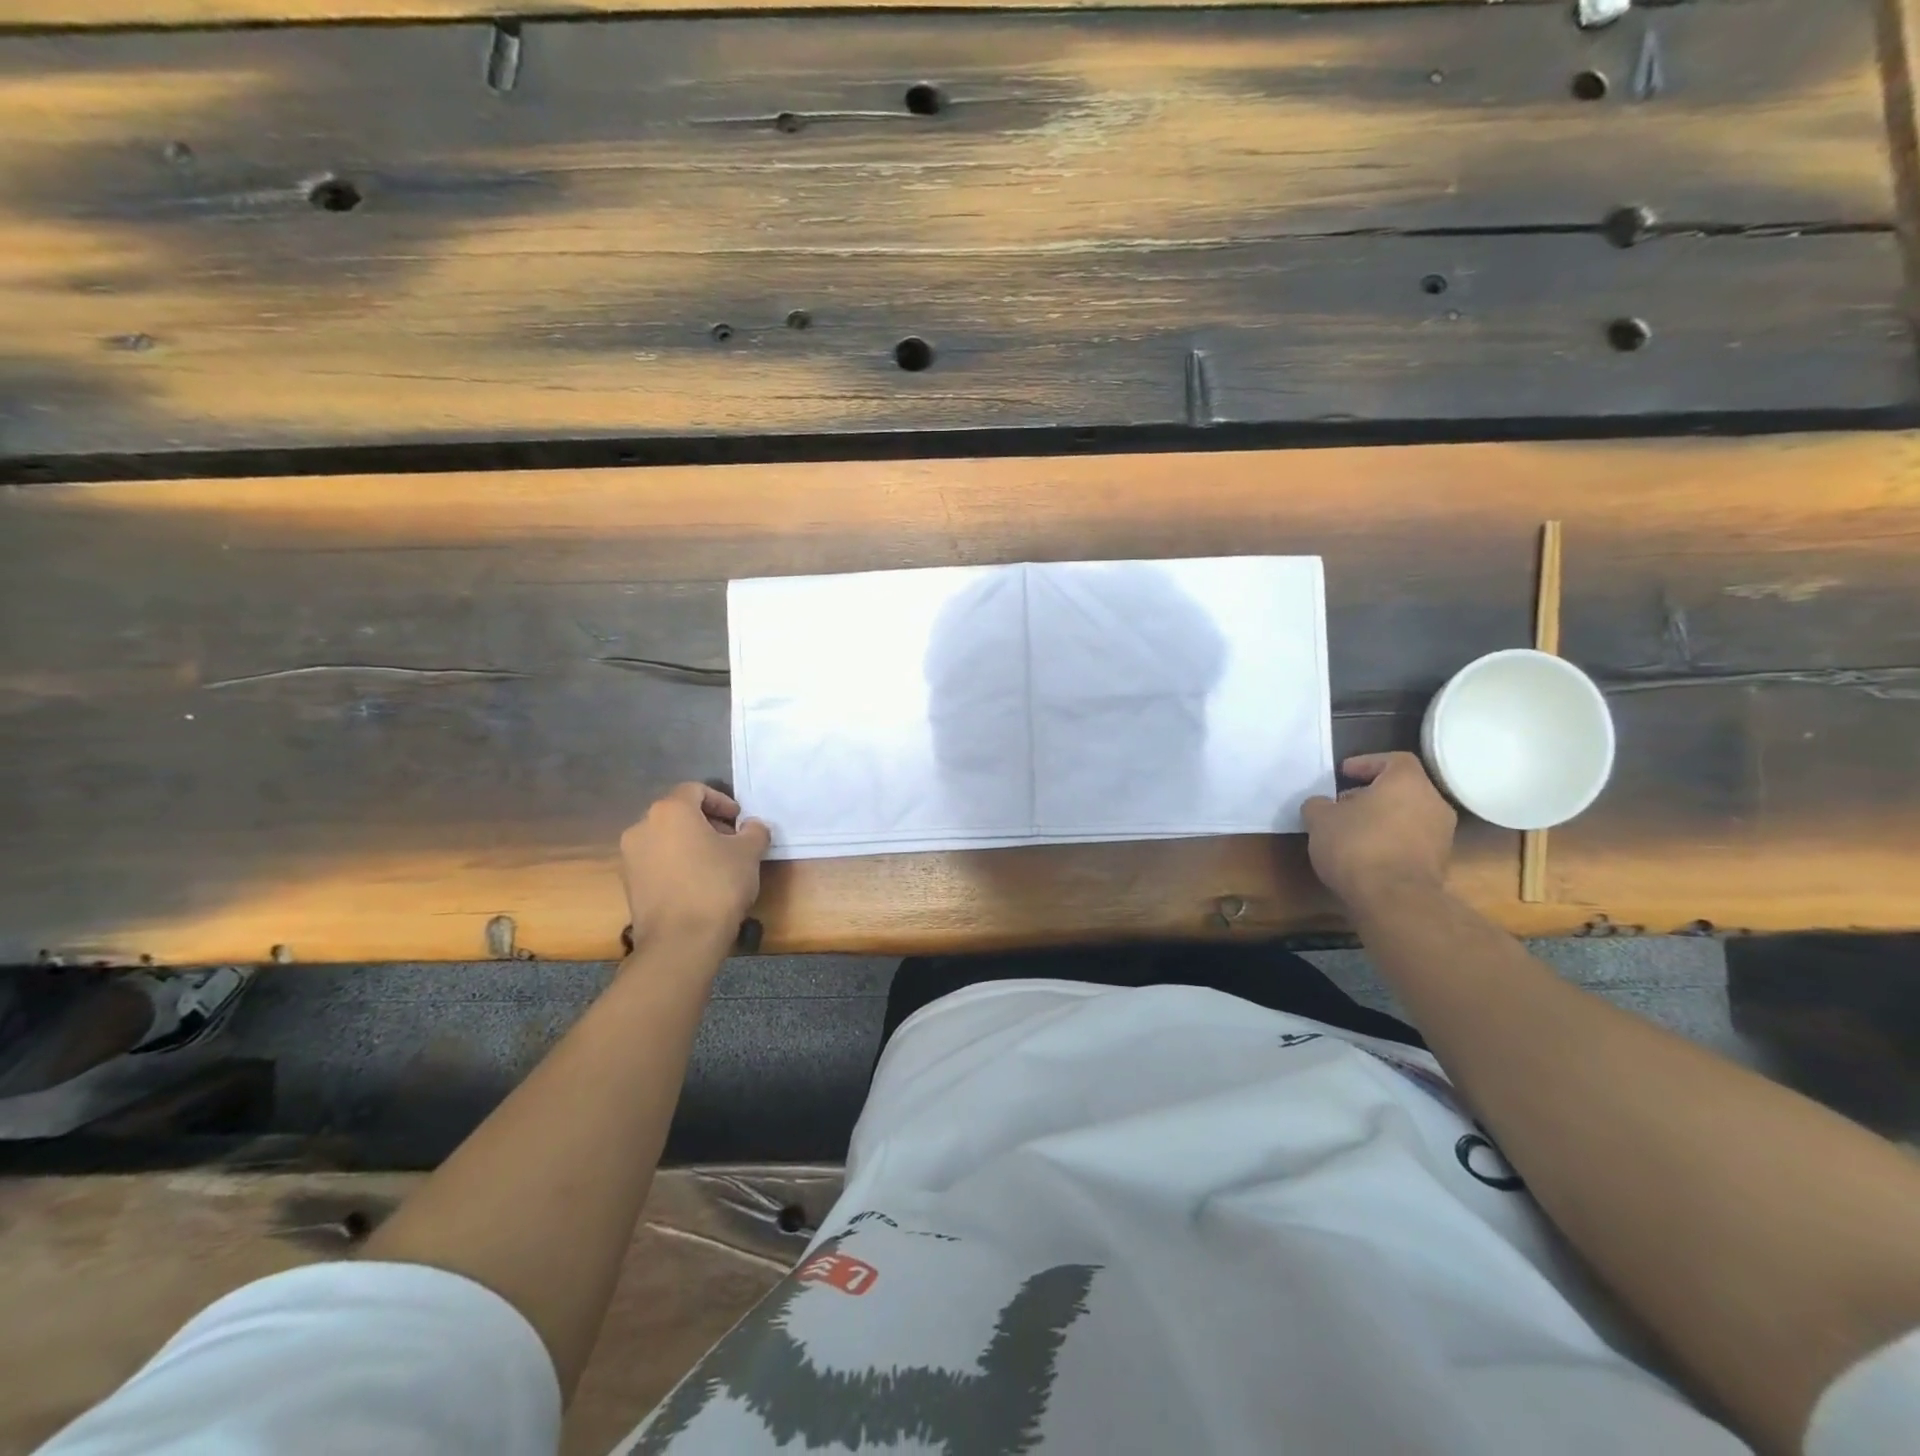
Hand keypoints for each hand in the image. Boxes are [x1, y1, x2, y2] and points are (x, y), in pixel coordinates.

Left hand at [619, 783, 770, 952]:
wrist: (680, 941)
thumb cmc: (717, 885)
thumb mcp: (749, 853)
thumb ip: (754, 831)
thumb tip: (752, 826)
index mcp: (670, 810)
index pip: (696, 790)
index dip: (722, 801)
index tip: (739, 820)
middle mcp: (642, 826)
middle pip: (678, 813)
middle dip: (706, 823)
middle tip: (731, 841)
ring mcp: (630, 856)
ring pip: (665, 838)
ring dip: (690, 844)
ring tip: (716, 864)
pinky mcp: (629, 883)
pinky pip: (656, 862)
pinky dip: (676, 864)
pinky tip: (697, 883)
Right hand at [1301, 752, 1455, 909]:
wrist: (1395, 899)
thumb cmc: (1357, 845)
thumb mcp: (1320, 820)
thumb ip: (1319, 805)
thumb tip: (1321, 805)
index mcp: (1408, 782)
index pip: (1394, 759)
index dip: (1367, 763)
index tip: (1343, 773)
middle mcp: (1433, 803)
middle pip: (1402, 789)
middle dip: (1371, 794)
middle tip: (1343, 805)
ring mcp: (1441, 835)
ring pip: (1408, 815)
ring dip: (1382, 819)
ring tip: (1351, 832)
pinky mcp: (1440, 863)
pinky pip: (1412, 841)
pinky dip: (1391, 841)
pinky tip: (1366, 855)